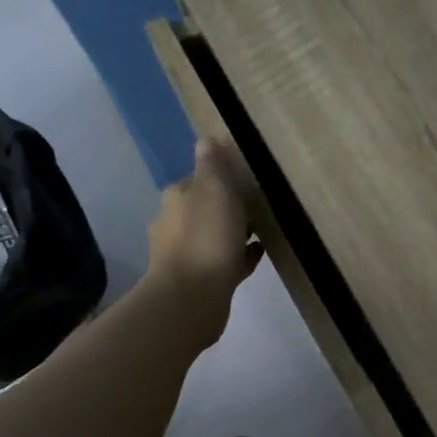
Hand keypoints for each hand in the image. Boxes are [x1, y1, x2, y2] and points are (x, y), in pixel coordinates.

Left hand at [145, 139, 263, 337]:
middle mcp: (173, 224)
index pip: (198, 179)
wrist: (192, 298)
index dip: (221, 179)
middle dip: (227, 207)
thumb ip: (212, 165)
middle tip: (259, 207)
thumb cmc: (206, 238)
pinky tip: (257, 255)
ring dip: (233, 233)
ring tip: (263, 231)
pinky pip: (224, 262)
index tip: (246, 181)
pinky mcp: (198, 282)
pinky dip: (238, 256)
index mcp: (176, 198)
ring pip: (214, 236)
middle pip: (205, 208)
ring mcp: (184, 256)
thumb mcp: (214, 190)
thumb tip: (205, 138)